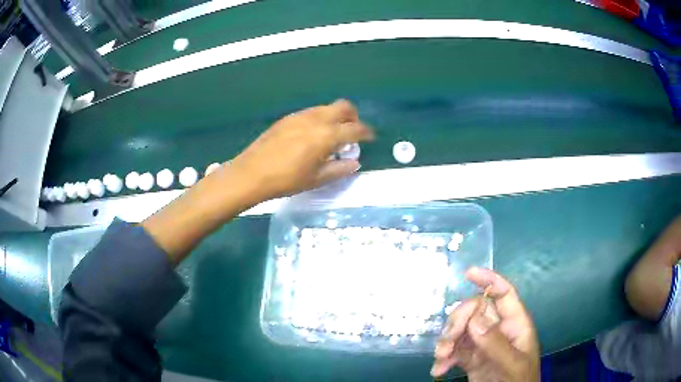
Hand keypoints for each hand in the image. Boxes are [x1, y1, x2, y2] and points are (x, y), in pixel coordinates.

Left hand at [227, 99, 373, 201]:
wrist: (252, 173)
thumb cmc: (286, 180)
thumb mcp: (316, 179)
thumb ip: (339, 170)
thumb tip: (354, 163)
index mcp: (327, 135)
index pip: (355, 129)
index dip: (366, 133)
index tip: (370, 137)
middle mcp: (316, 119)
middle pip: (344, 107)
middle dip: (353, 117)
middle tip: (352, 132)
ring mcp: (301, 116)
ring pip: (326, 107)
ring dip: (336, 117)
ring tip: (331, 135)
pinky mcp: (288, 118)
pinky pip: (311, 112)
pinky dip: (320, 118)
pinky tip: (312, 135)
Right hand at [431, 268, 539, 381]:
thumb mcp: (512, 365)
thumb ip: (496, 343)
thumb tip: (475, 318)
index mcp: (515, 325)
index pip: (504, 294)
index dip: (489, 280)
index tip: (468, 273)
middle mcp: (498, 330)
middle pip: (475, 311)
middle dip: (458, 323)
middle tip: (447, 342)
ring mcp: (483, 345)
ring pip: (460, 329)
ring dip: (446, 341)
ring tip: (441, 359)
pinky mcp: (470, 359)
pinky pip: (453, 350)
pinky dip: (443, 358)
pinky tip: (439, 370)